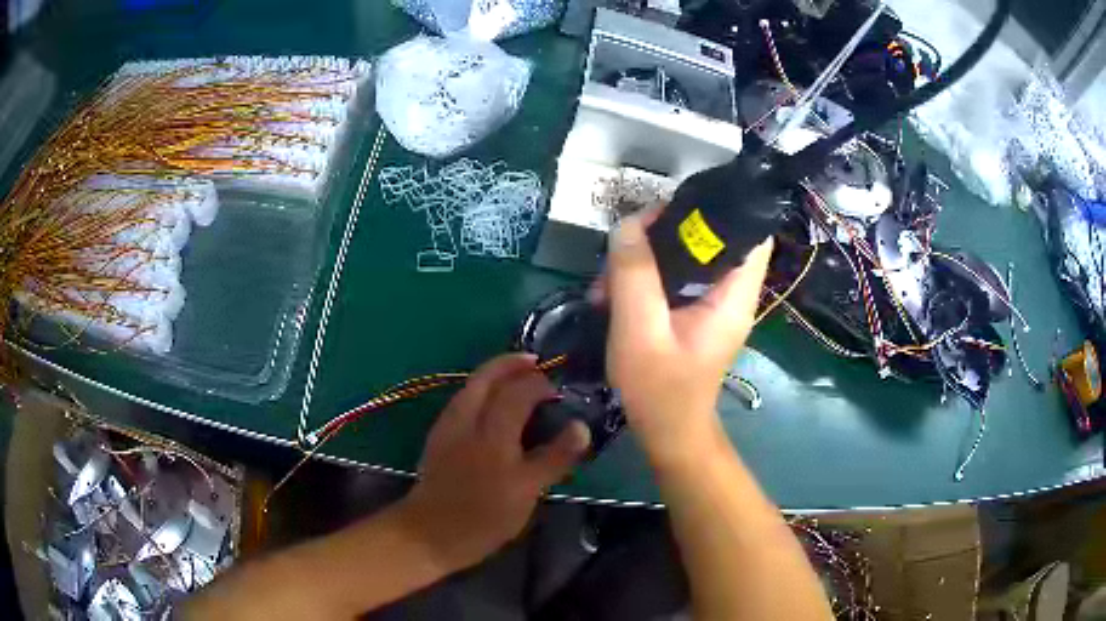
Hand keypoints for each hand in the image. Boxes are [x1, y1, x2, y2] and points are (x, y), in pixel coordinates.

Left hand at [399, 354, 590, 569]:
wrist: (429, 533)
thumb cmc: (484, 517)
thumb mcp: (527, 492)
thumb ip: (555, 457)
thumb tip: (581, 427)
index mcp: (493, 433)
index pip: (519, 392)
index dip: (540, 384)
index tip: (558, 390)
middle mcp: (467, 419)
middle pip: (487, 376)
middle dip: (511, 364)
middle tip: (534, 362)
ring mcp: (448, 425)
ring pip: (471, 385)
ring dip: (494, 374)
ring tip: (516, 377)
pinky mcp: (438, 436)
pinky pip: (462, 400)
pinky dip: (480, 390)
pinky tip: (490, 404)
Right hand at [603, 211, 772, 470]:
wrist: (666, 432)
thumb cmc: (659, 390)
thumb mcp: (639, 331)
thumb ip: (635, 274)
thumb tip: (629, 224)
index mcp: (734, 296)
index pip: (751, 234)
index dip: (722, 208)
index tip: (675, 204)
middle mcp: (730, 293)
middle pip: (712, 236)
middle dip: (667, 230)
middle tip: (626, 242)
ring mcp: (711, 302)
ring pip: (687, 254)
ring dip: (647, 256)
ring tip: (608, 278)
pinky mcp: (693, 311)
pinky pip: (672, 276)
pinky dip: (644, 277)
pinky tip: (612, 293)